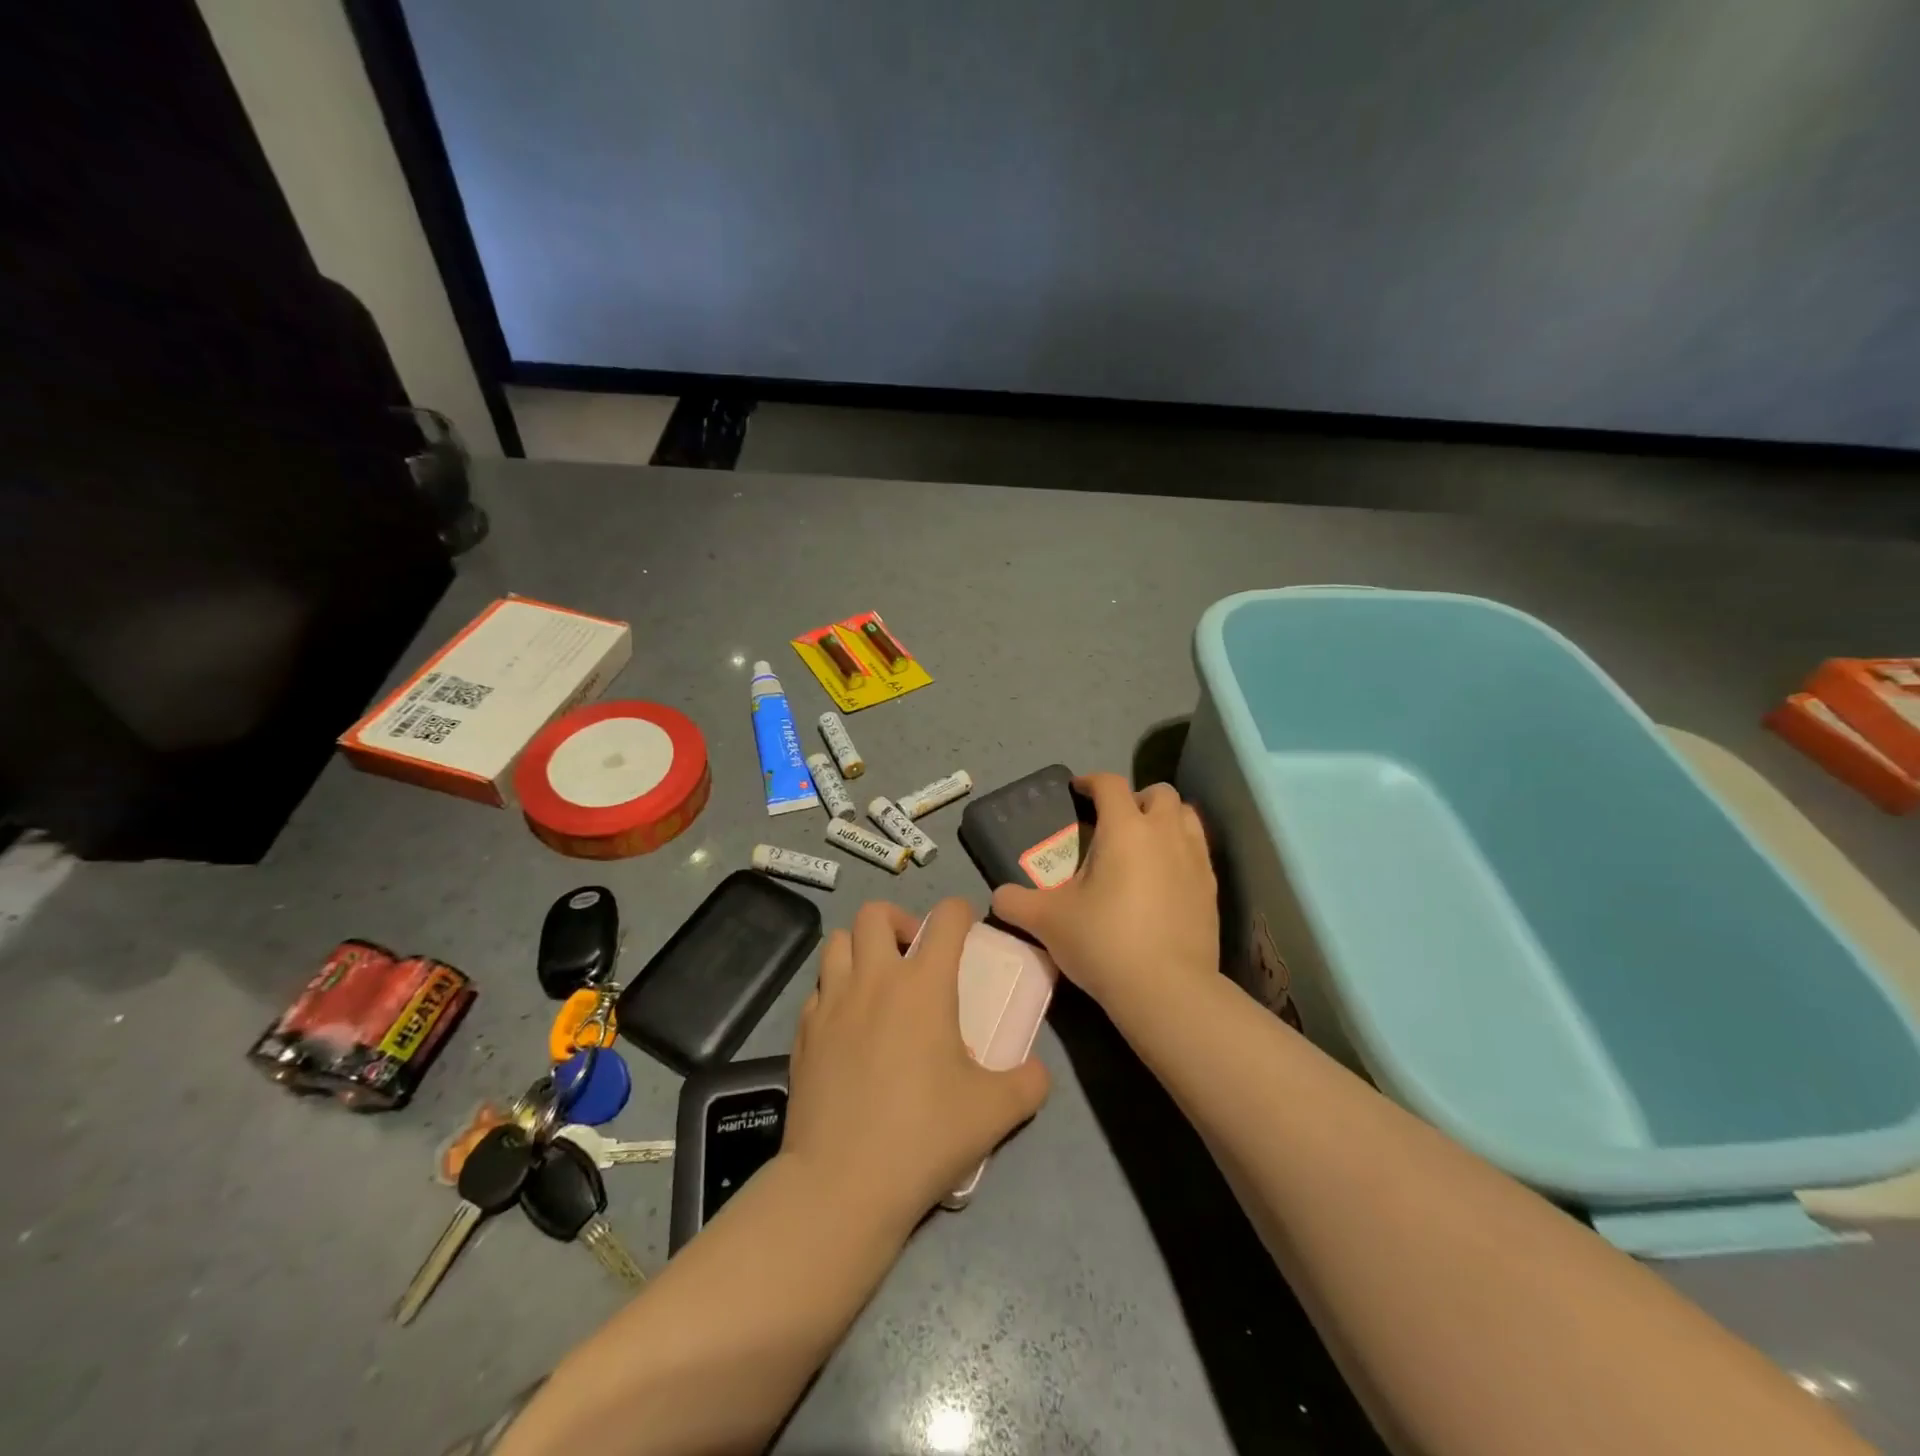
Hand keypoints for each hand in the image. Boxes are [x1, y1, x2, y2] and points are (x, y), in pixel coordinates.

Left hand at [784, 898, 1051, 1222]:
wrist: (843, 1183)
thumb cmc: (925, 1136)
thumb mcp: (995, 1112)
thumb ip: (1028, 1083)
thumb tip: (1038, 1072)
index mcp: (923, 985)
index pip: (945, 918)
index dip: (960, 912)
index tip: (966, 927)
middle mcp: (874, 979)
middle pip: (875, 913)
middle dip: (899, 920)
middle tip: (914, 955)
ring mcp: (831, 1002)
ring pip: (838, 941)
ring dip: (860, 948)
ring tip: (877, 981)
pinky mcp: (802, 1031)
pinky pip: (818, 988)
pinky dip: (835, 990)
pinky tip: (848, 1024)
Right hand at [991, 773, 1219, 1023]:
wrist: (1167, 990)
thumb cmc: (1104, 942)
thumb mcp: (1047, 921)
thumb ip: (1016, 902)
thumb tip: (998, 897)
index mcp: (1125, 828)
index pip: (1110, 784)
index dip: (1091, 781)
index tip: (1078, 791)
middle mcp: (1165, 833)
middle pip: (1158, 793)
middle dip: (1136, 798)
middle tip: (1115, 822)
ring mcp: (1195, 860)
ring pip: (1186, 817)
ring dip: (1165, 820)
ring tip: (1144, 844)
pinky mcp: (1212, 889)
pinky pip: (1198, 851)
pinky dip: (1181, 851)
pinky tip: (1164, 878)